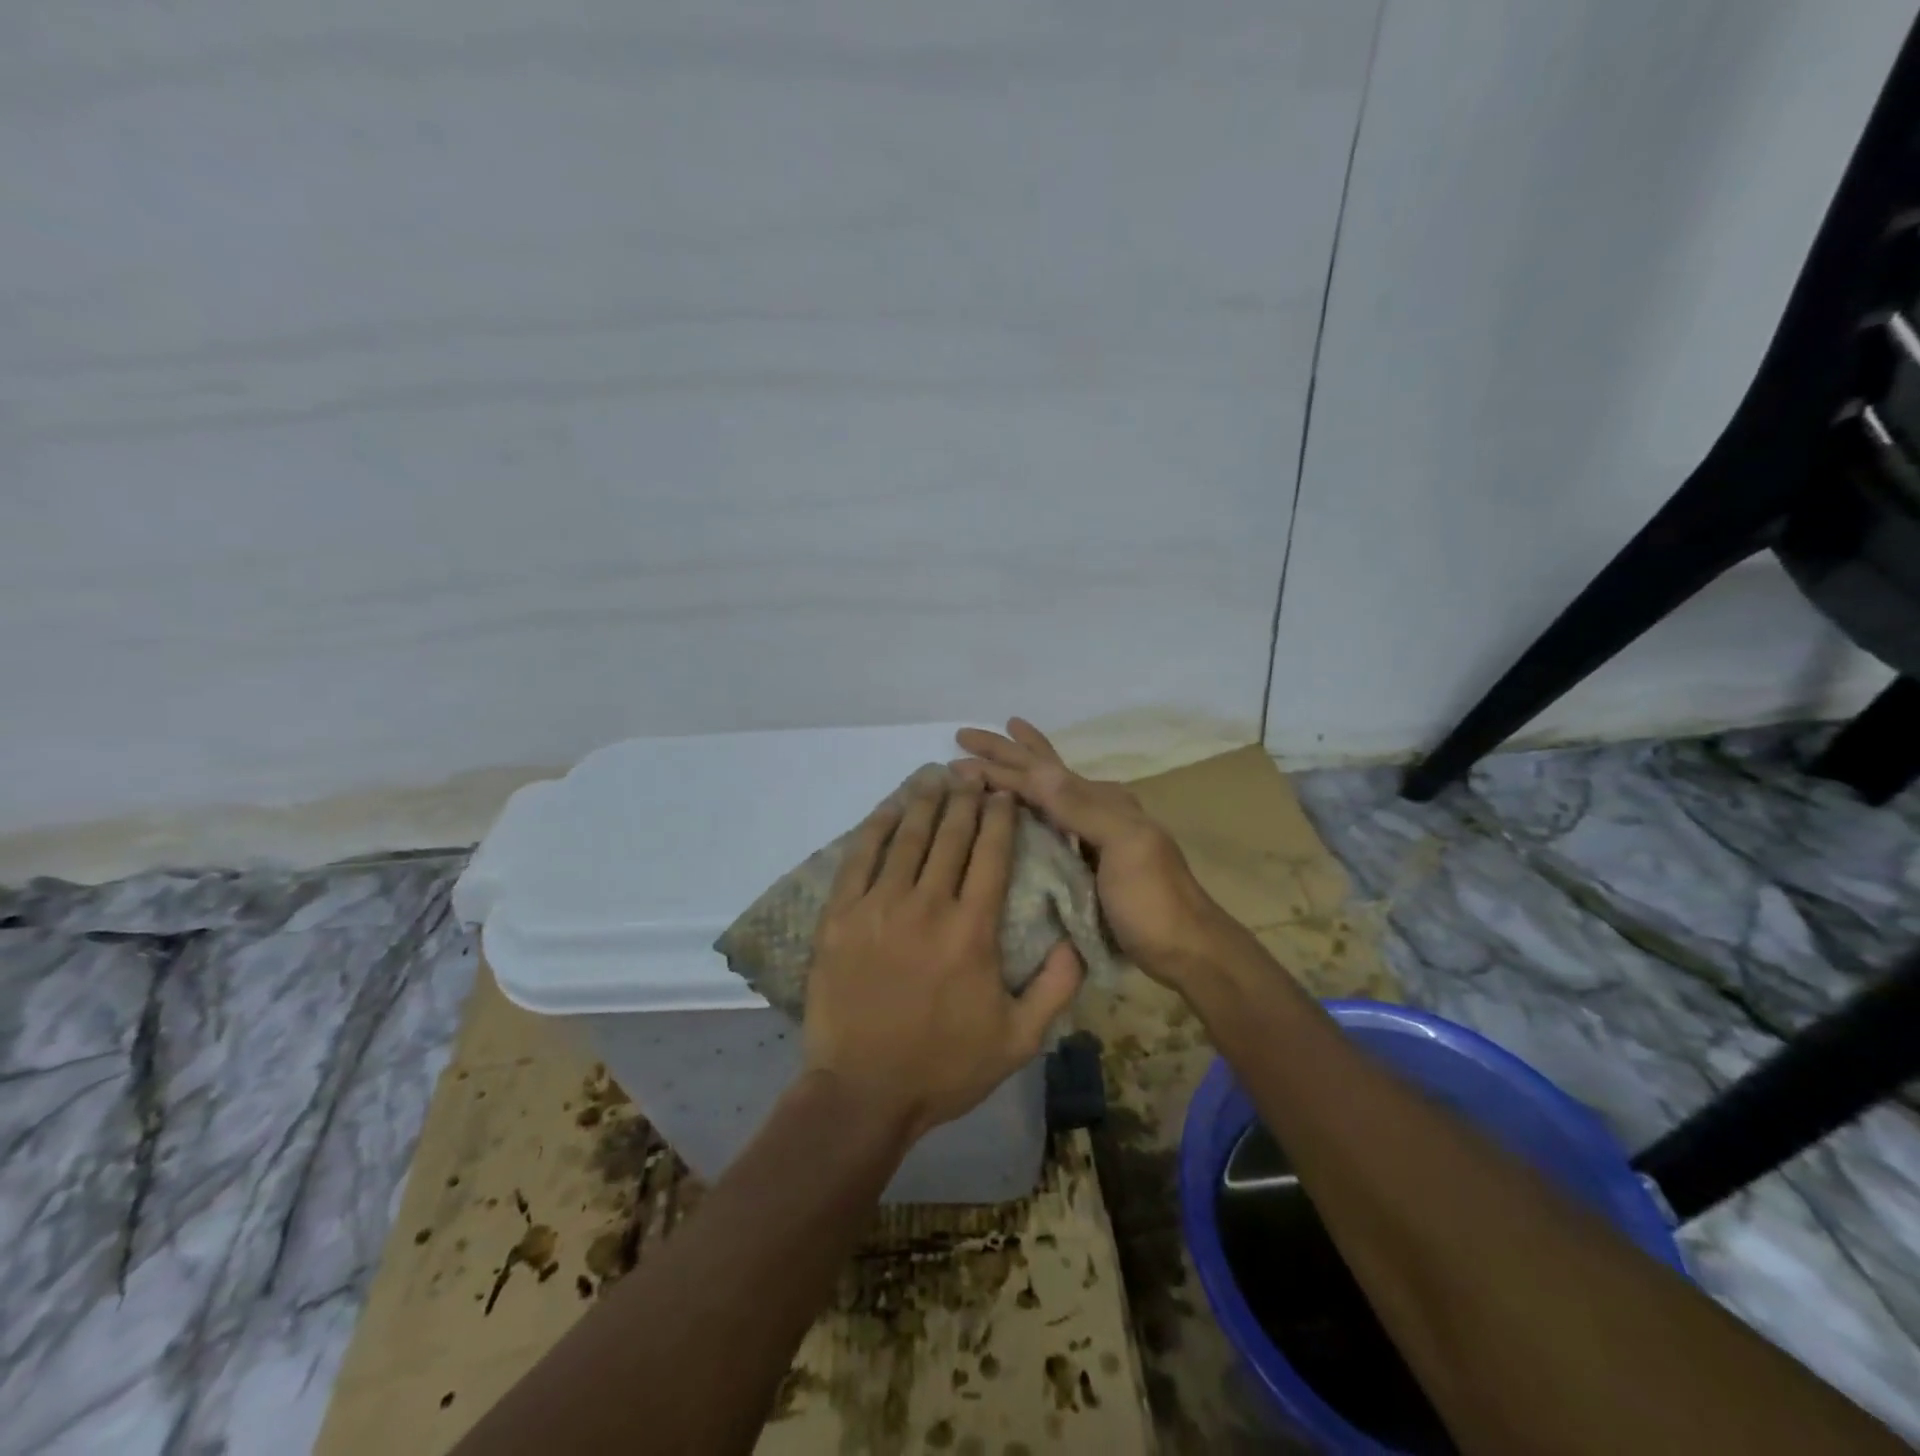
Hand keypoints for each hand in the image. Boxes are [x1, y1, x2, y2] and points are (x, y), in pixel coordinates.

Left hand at [803, 771, 1083, 1142]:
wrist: (862, 1093)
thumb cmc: (944, 1067)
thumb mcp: (1019, 1040)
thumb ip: (1057, 986)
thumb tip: (1077, 938)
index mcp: (973, 930)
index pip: (992, 854)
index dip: (1000, 818)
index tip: (1005, 795)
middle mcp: (928, 906)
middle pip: (951, 836)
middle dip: (965, 799)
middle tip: (971, 776)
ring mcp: (879, 907)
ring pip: (907, 838)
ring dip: (924, 801)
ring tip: (935, 776)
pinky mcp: (840, 916)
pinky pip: (859, 858)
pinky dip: (877, 826)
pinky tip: (889, 807)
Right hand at [953, 719, 1224, 986]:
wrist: (1186, 950)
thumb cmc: (1153, 899)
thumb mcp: (1123, 846)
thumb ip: (1080, 807)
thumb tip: (1034, 767)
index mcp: (1102, 801)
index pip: (1040, 776)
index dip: (999, 766)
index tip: (956, 759)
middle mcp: (1095, 810)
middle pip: (1042, 773)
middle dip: (1006, 753)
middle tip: (965, 735)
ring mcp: (1092, 837)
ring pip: (1046, 795)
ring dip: (1019, 773)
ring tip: (998, 750)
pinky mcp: (1086, 865)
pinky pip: (1049, 826)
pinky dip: (1029, 809)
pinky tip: (1019, 809)